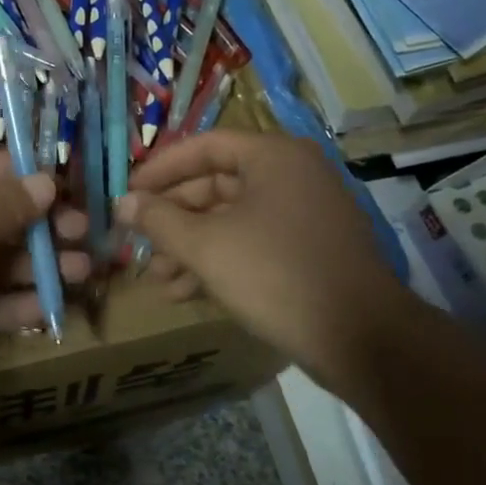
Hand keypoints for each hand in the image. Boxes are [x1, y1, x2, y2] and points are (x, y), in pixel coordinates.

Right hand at [119, 132, 416, 390]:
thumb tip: (122, 203)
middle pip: (216, 184)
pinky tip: (188, 292)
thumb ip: (159, 220)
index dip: (160, 169)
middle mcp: (293, 175)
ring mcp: (306, 213)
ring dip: (191, 245)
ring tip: (159, 278)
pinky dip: (220, 260)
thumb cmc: (275, 275)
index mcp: (274, 157)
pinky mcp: (311, 249)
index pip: (204, 146)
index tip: (128, 193)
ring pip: (232, 219)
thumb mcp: (206, 245)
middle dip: (173, 217)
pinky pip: (254, 242)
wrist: (363, 339)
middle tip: (139, 241)